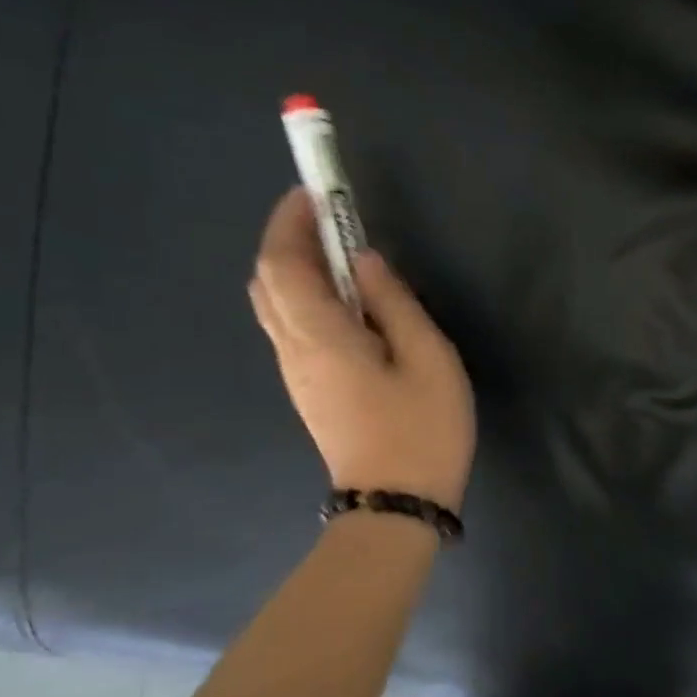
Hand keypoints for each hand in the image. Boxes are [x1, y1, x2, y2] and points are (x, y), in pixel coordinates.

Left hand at [249, 188, 475, 507]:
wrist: (396, 504)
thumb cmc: (422, 428)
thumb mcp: (428, 357)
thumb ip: (393, 302)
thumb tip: (363, 260)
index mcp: (320, 337)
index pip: (283, 265)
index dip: (291, 222)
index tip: (315, 192)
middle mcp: (294, 350)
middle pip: (268, 281)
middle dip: (288, 238)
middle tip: (327, 214)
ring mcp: (296, 373)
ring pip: (275, 305)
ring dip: (295, 266)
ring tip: (338, 248)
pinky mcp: (308, 388)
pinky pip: (292, 326)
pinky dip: (305, 294)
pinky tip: (344, 297)